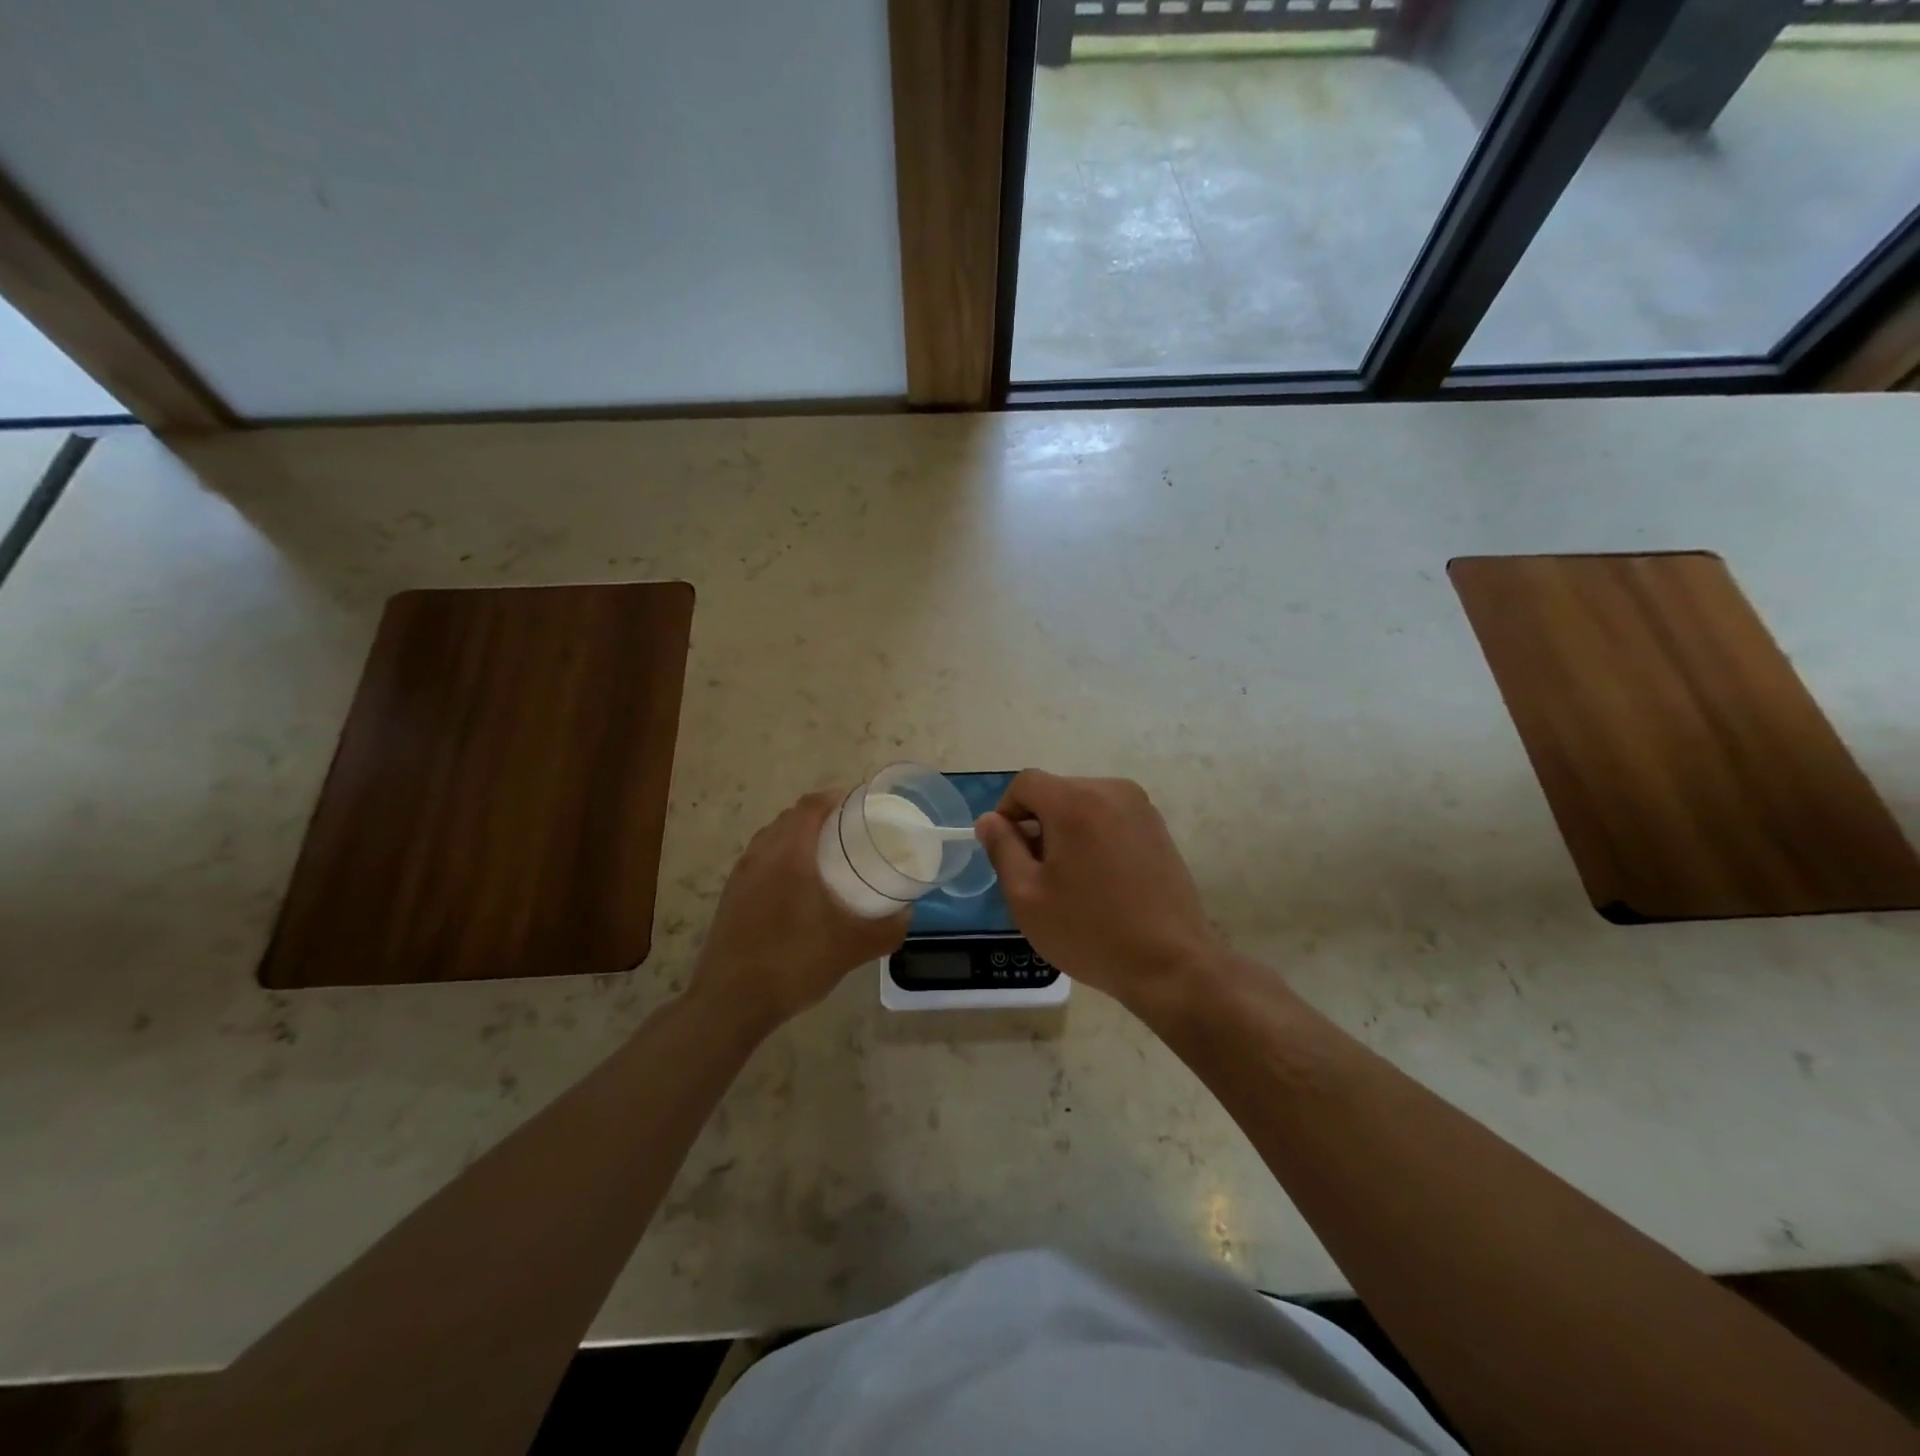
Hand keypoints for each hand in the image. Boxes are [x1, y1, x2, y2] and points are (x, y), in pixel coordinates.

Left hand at [689, 791, 909, 1030]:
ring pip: (772, 838)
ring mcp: (741, 876)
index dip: (835, 797)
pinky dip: (781, 858)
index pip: (811, 806)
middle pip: (790, 818)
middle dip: (820, 815)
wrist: (729, 1003)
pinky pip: (760, 860)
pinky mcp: (731, 896)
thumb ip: (886, 928)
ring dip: (798, 836)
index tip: (860, 803)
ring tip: (826, 855)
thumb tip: (908, 913)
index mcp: (789, 855)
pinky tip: (798, 888)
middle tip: (850, 830)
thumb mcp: (851, 948)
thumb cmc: (793, 963)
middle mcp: (761, 855)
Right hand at [974, 771, 1220, 1011]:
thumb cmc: (1089, 930)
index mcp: (1075, 800)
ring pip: (1084, 806)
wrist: (1171, 964)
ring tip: (1071, 883)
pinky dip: (1095, 839)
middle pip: (1056, 792)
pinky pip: (1111, 820)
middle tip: (1037, 876)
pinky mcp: (1159, 829)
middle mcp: (1111, 790)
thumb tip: (991, 820)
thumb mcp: (1026, 895)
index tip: (1008, 853)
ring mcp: (1141, 808)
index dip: (1007, 812)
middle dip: (1038, 825)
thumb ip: (1002, 848)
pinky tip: (1101, 883)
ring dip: (1067, 833)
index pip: (1026, 783)